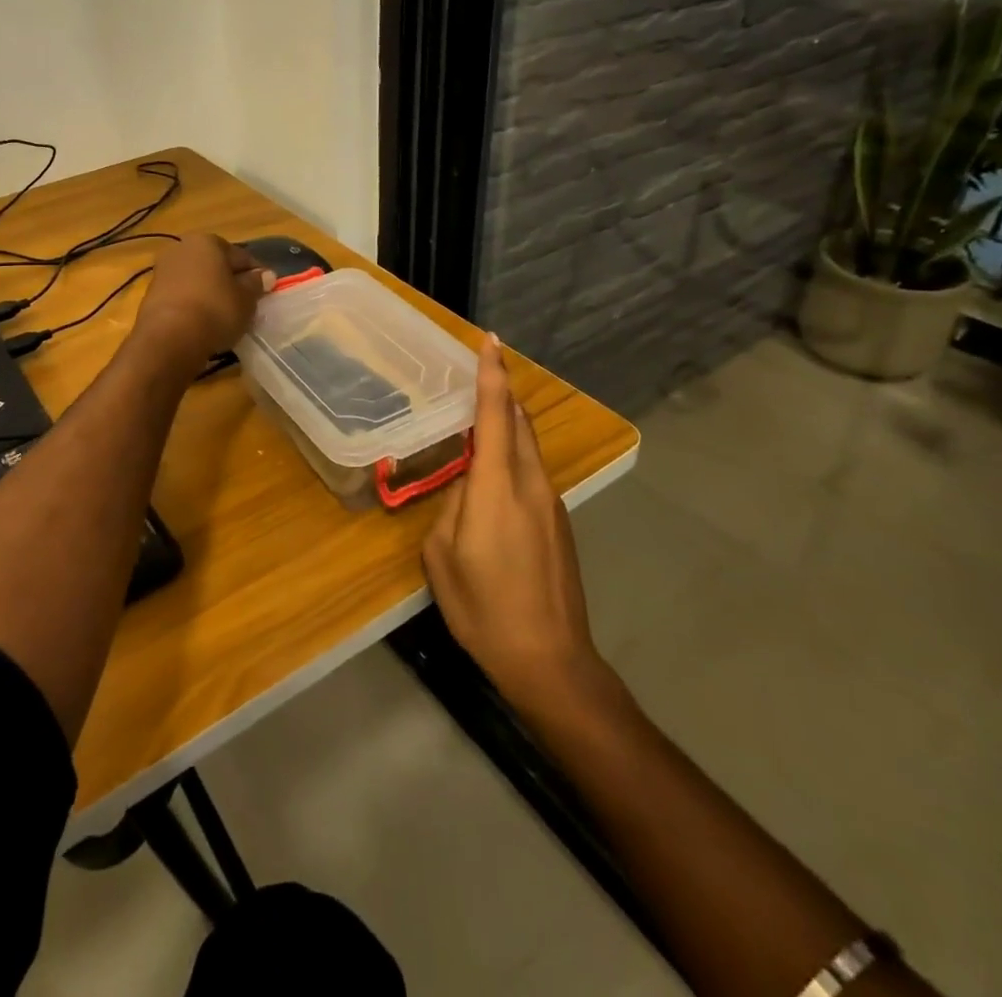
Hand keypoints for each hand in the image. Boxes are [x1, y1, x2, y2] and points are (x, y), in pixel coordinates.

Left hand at [134, 235, 272, 368]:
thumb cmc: (215, 310)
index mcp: (207, 241)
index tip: (265, 292)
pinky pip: (182, 296)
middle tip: (246, 304)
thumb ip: (256, 284)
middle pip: (215, 265)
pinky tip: (204, 323)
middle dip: (230, 281)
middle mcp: (181, 248)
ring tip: (225, 317)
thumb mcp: (246, 299)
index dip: (255, 274)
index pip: (240, 255)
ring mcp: (163, 271)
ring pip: (197, 280)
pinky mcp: (151, 295)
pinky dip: (194, 306)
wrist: (169, 338)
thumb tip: (265, 275)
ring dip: (211, 294)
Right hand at [422, 334, 615, 719]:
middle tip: (482, 371)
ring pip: (528, 446)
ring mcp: (551, 503)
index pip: (495, 416)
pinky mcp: (559, 522)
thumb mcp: (443, 557)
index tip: (491, 341)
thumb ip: (452, 507)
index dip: (492, 375)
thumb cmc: (484, 608)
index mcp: (497, 487)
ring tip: (482, 415)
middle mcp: (530, 484)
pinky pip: (532, 471)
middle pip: (518, 423)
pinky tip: (494, 472)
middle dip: (502, 392)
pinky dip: (513, 454)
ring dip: (508, 423)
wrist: (551, 660)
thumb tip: (465, 487)